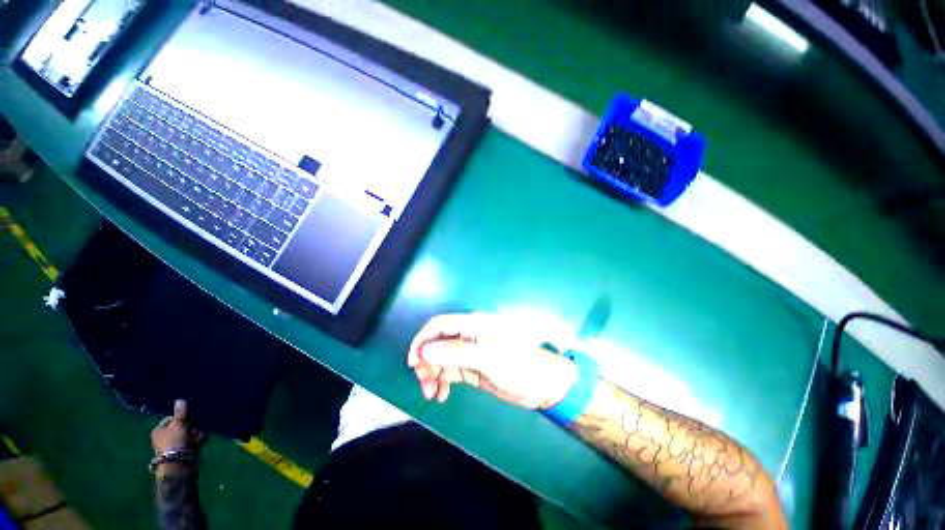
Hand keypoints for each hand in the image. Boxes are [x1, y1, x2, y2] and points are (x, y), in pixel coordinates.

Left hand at [151, 399, 204, 457]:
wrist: (179, 464)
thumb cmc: (174, 442)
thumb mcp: (177, 424)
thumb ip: (180, 412)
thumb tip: (179, 400)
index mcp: (160, 430)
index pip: (172, 417)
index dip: (181, 416)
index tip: (189, 416)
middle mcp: (167, 436)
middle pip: (183, 424)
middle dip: (191, 425)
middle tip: (194, 426)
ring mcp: (177, 443)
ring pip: (191, 432)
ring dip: (196, 432)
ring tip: (197, 436)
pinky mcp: (187, 449)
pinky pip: (195, 439)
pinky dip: (199, 438)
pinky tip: (200, 441)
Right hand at [407, 313, 576, 408]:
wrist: (543, 385)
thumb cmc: (520, 366)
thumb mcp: (489, 359)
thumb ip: (457, 353)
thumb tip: (425, 350)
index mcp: (474, 325)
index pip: (440, 325)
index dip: (423, 340)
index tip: (413, 362)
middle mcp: (469, 335)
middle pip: (438, 343)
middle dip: (427, 361)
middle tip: (424, 383)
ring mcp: (471, 352)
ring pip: (442, 358)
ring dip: (432, 373)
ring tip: (432, 394)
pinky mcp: (473, 367)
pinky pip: (450, 371)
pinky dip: (442, 381)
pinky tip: (442, 396)